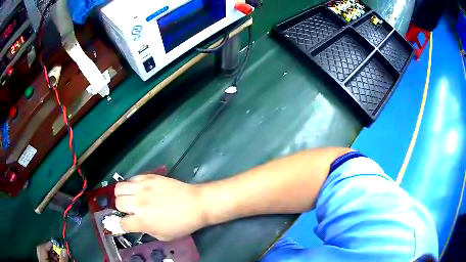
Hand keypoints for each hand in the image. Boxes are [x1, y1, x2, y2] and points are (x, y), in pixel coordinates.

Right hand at [115, 174, 206, 240]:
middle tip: (131, 210)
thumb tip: (136, 224)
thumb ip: (146, 230)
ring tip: (131, 198)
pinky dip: (132, 185)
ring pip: (119, 188)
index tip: (127, 224)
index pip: (122, 223)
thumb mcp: (163, 236)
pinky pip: (132, 178)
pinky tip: (140, 189)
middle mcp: (139, 203)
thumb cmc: (182, 224)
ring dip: (122, 195)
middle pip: (118, 203)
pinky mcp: (149, 177)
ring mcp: (143, 187)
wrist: (196, 204)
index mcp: (143, 221)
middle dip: (122, 209)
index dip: (123, 225)